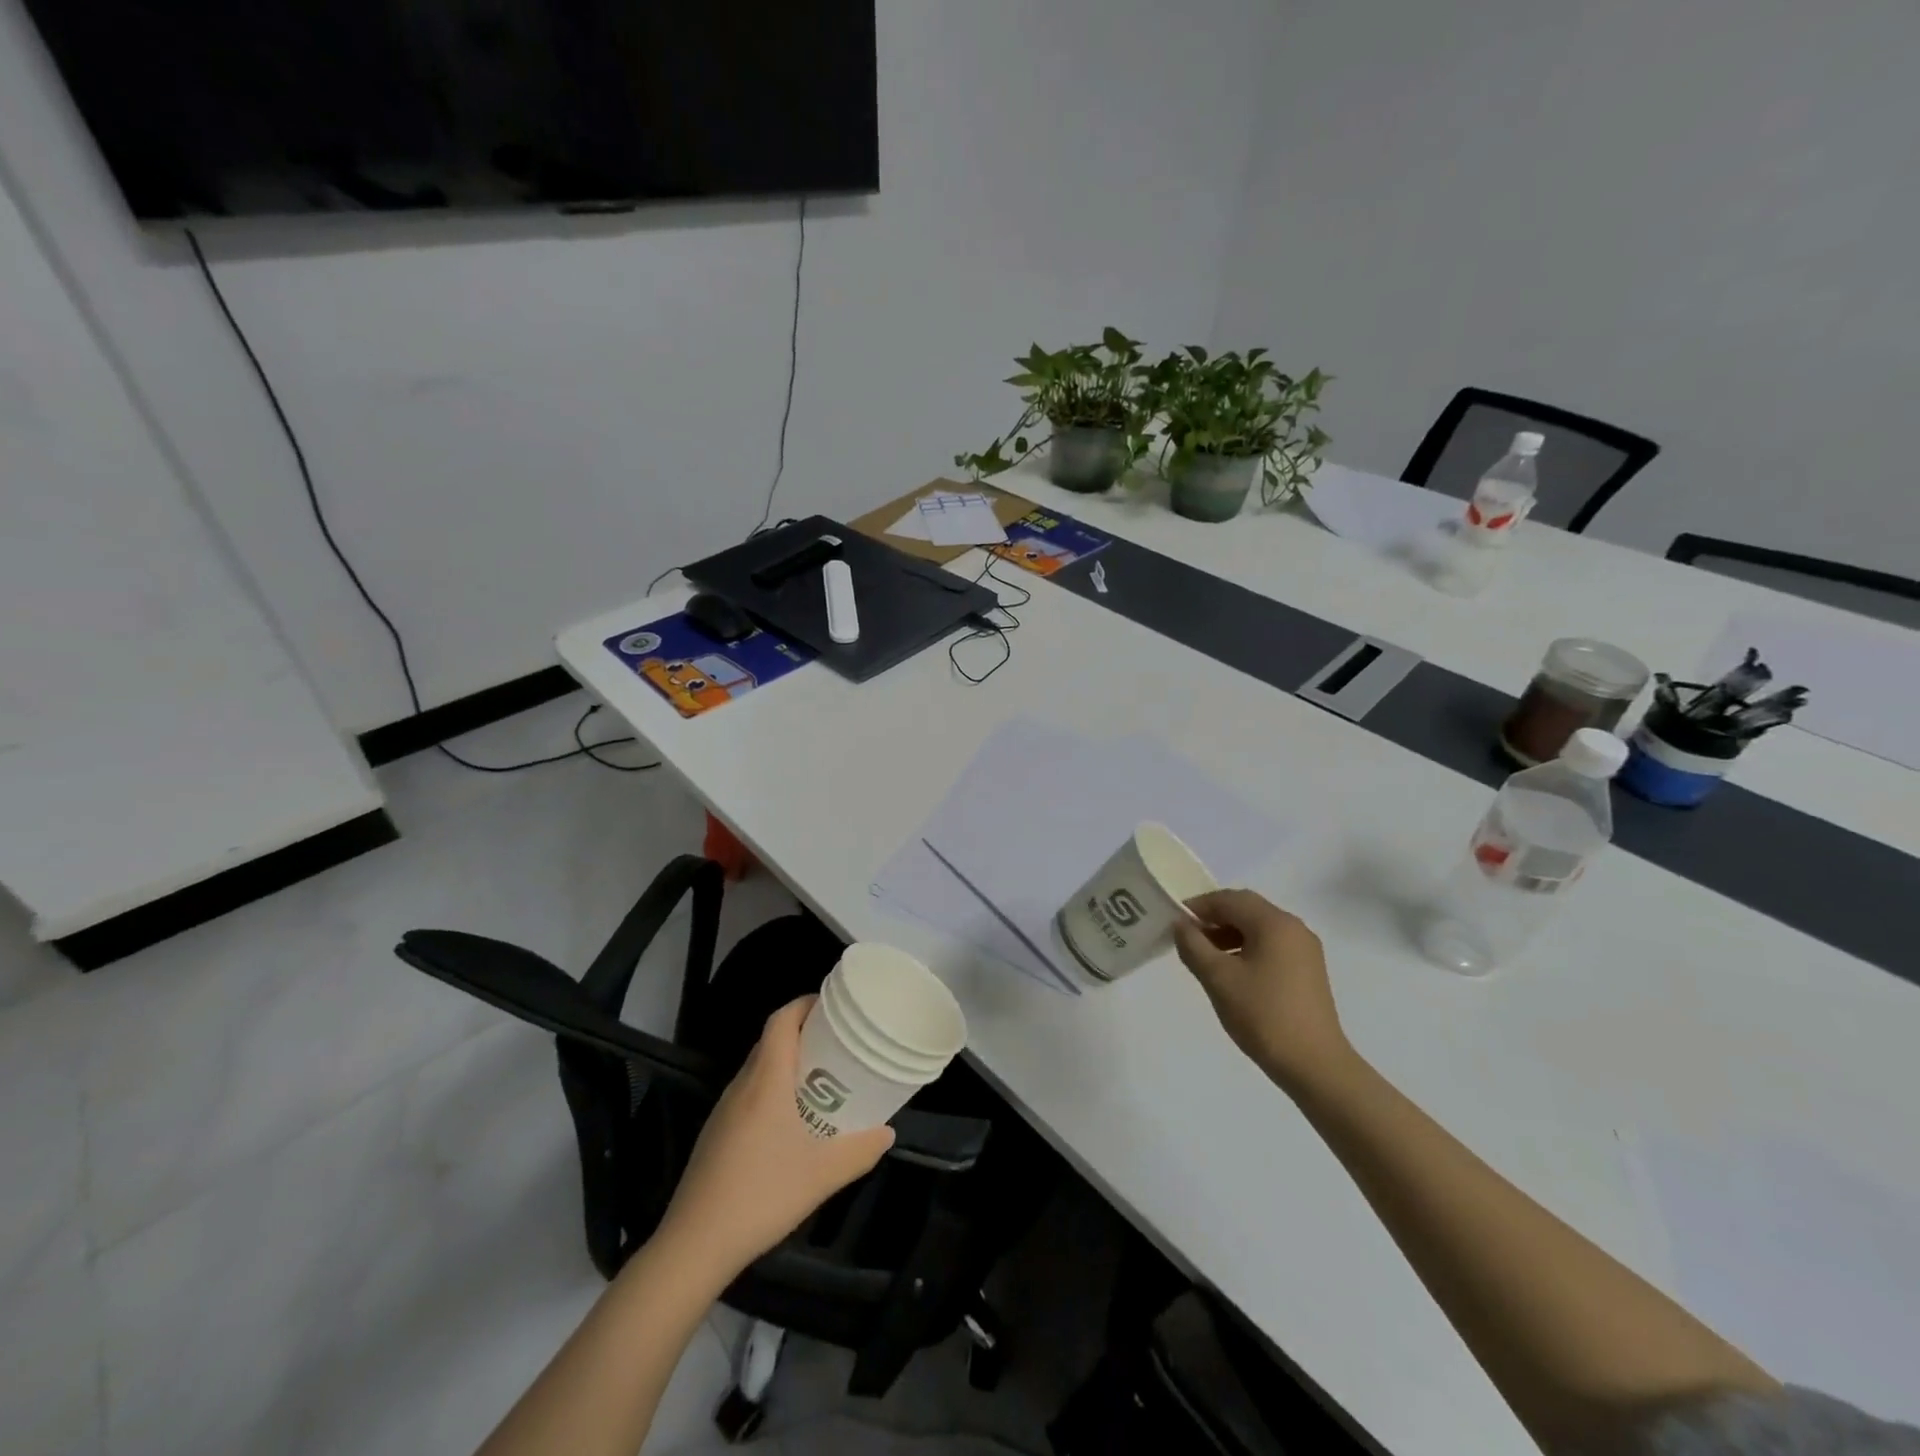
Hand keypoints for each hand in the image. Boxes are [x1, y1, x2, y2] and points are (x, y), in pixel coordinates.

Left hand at [657, 997, 893, 1280]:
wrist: (694, 1245)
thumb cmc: (762, 1195)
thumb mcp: (822, 1175)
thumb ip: (860, 1150)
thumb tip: (887, 1132)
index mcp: (766, 1081)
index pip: (781, 1021)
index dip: (804, 1005)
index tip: (833, 1006)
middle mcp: (742, 1086)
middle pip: (770, 1041)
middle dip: (803, 1033)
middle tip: (838, 1043)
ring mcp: (724, 1110)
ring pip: (758, 1068)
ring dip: (787, 1063)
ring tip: (821, 1079)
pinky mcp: (715, 1135)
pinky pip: (748, 1094)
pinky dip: (772, 1089)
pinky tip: (790, 1122)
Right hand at [1173, 889, 1352, 1096]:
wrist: (1315, 1064)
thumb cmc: (1263, 1015)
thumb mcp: (1218, 978)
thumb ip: (1193, 945)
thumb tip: (1181, 925)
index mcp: (1274, 923)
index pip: (1229, 899)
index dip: (1199, 906)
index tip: (1175, 921)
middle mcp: (1293, 927)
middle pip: (1246, 908)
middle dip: (1214, 917)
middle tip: (1188, 936)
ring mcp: (1305, 949)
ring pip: (1259, 926)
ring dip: (1230, 933)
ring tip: (1205, 956)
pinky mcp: (1308, 969)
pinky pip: (1271, 944)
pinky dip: (1247, 947)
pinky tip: (1232, 970)